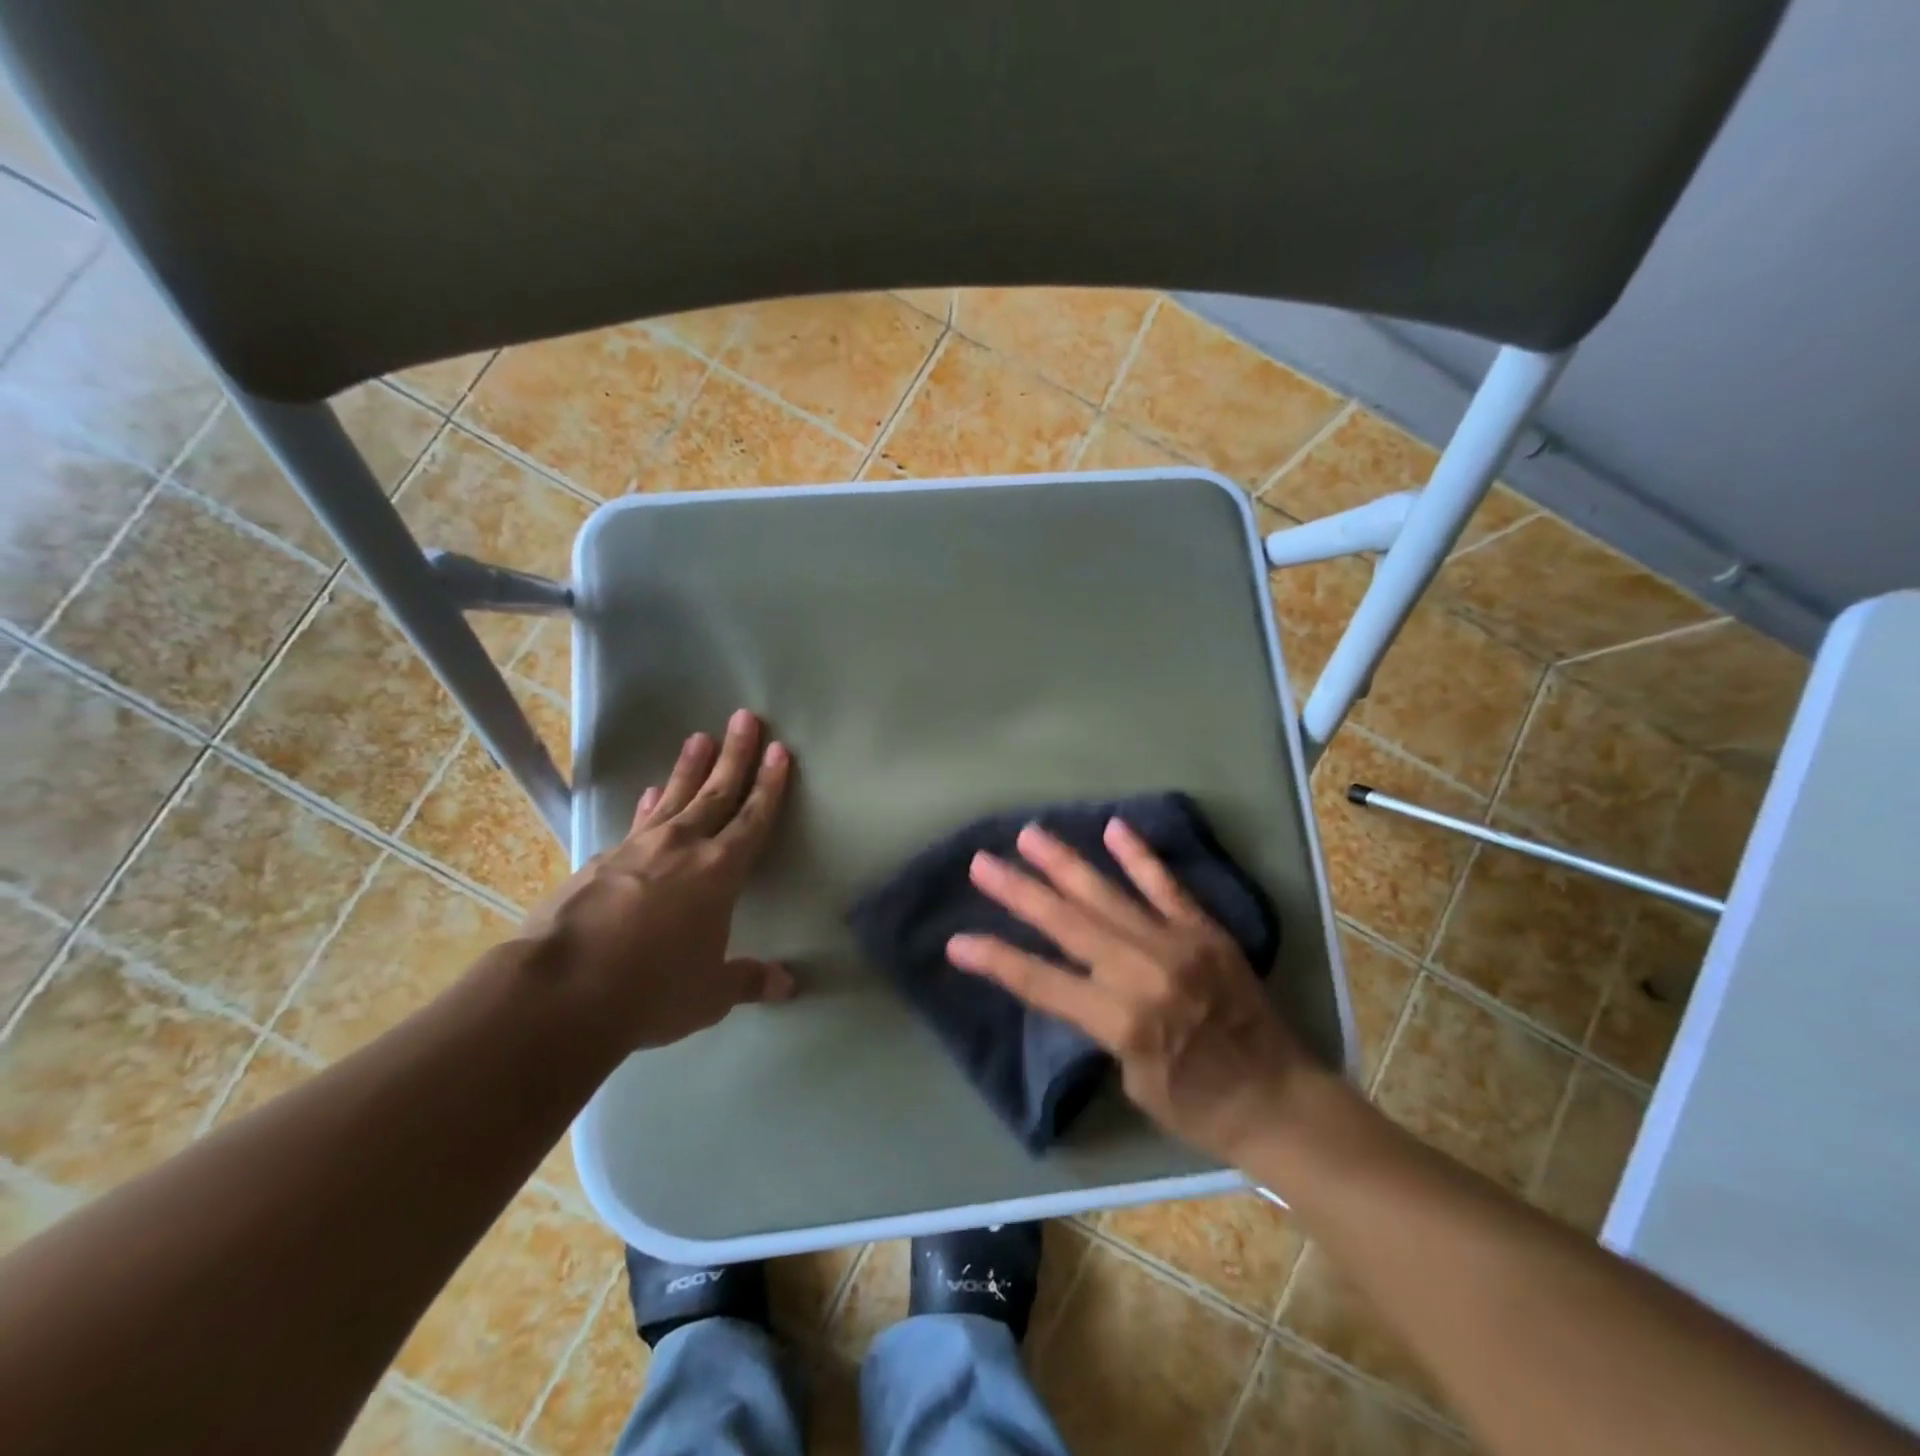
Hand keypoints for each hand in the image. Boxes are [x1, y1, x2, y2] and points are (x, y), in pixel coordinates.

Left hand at [519, 710, 793, 1050]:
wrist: (561, 991)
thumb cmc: (651, 990)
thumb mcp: (709, 994)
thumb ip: (748, 980)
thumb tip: (788, 986)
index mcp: (720, 872)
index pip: (753, 818)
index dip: (770, 785)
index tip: (779, 750)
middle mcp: (683, 847)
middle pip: (717, 791)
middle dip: (736, 754)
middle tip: (746, 718)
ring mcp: (638, 848)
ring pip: (675, 796)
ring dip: (690, 767)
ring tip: (699, 737)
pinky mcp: (601, 859)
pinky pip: (638, 822)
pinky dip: (650, 803)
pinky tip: (652, 792)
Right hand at [946, 818, 1305, 1163]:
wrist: (1279, 1100)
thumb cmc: (1198, 1106)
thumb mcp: (1130, 1078)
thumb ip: (1101, 1022)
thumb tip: (1081, 980)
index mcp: (1120, 1020)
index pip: (1041, 981)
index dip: (995, 960)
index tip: (957, 941)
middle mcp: (1141, 972)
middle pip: (1066, 924)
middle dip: (1019, 892)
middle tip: (982, 863)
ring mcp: (1175, 943)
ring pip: (1107, 894)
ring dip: (1064, 863)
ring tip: (1029, 835)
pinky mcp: (1204, 930)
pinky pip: (1166, 886)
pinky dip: (1139, 856)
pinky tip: (1113, 827)